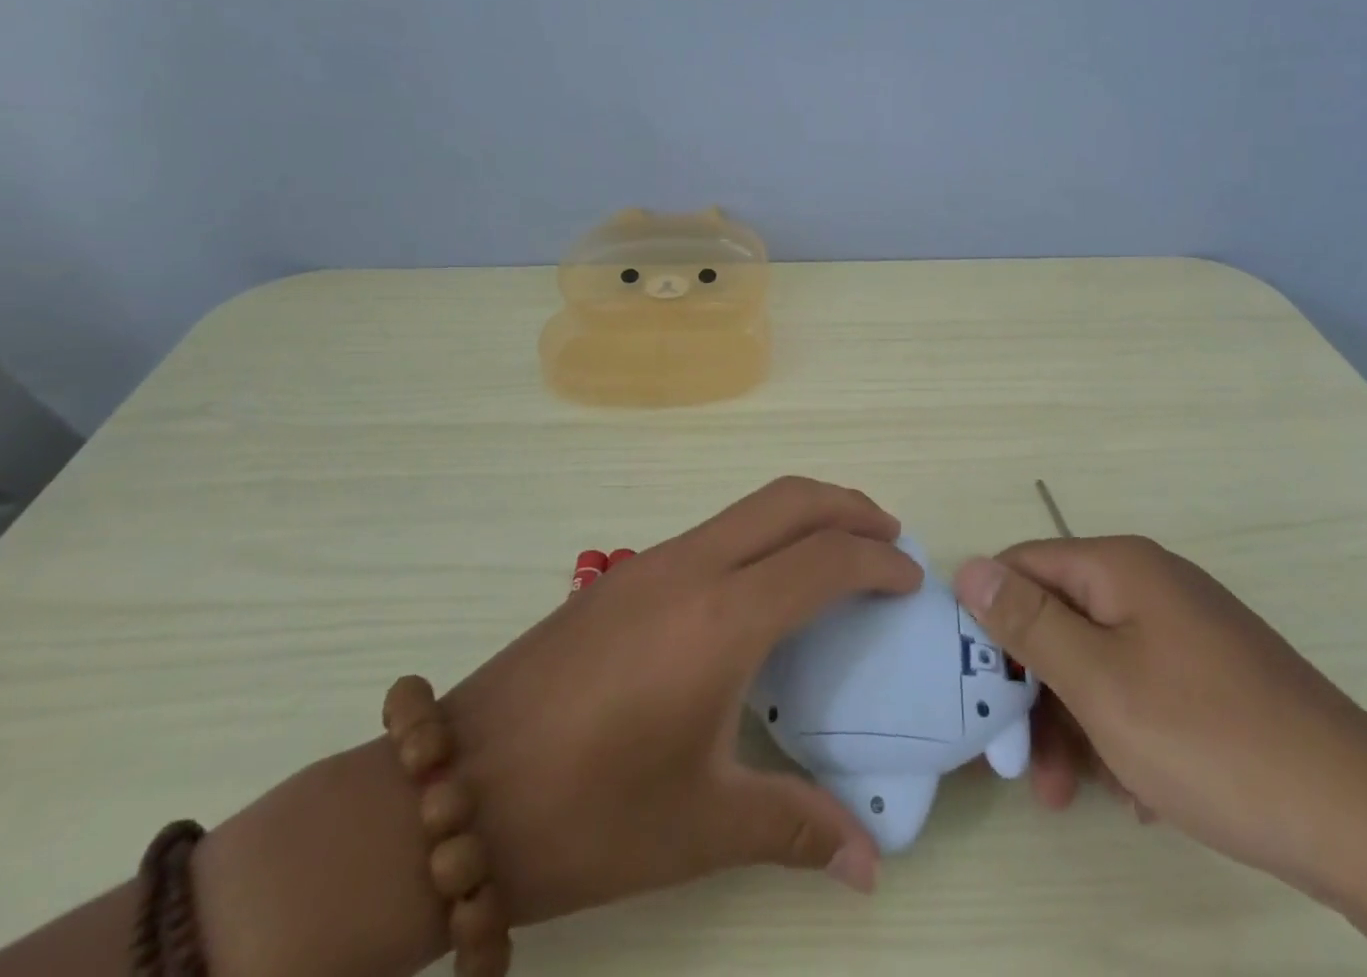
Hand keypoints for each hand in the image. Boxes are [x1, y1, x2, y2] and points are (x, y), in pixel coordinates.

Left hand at [447, 477, 921, 924]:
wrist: (455, 794)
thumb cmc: (588, 814)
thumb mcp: (700, 826)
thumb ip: (796, 828)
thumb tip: (870, 867)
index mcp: (722, 619)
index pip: (824, 559)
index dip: (878, 562)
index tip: (911, 581)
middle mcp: (692, 567)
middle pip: (789, 500)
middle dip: (849, 506)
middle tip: (890, 537)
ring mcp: (652, 561)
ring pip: (749, 506)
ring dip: (804, 513)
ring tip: (838, 552)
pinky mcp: (624, 574)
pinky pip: (716, 529)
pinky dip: (762, 533)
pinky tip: (763, 587)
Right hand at [953, 536, 1366, 900]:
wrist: (1364, 821)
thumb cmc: (1209, 738)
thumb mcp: (1099, 682)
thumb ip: (1027, 621)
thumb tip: (969, 568)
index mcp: (1120, 567)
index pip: (1024, 565)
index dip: (990, 619)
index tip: (975, 686)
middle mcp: (1151, 585)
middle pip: (1060, 618)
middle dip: (1034, 688)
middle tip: (1021, 763)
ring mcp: (1186, 631)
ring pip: (1098, 661)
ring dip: (1073, 722)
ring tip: (1069, 793)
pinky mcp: (1213, 677)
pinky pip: (1140, 688)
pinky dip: (1121, 732)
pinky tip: (1134, 790)